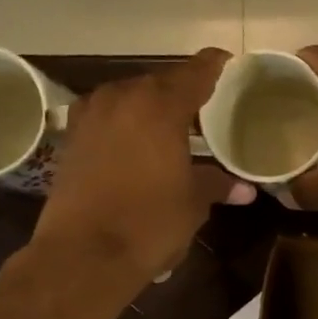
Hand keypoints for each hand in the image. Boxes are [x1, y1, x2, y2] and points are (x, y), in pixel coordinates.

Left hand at [33, 50, 254, 283]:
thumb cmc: (150, 222)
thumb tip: (245, 189)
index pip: (195, 72)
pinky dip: (128, 124)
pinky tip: (141, 144)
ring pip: (131, 98)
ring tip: (176, 126)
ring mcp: (91, 116)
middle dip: (184, 92)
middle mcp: (122, 98)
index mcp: (159, 106)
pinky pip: (109, 118)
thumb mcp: (194, 203)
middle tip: (209, 107)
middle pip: (160, 82)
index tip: (229, 63)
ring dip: (153, 108)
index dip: (215, 66)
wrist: (83, 254)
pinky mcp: (72, 139)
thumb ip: (217, 185)